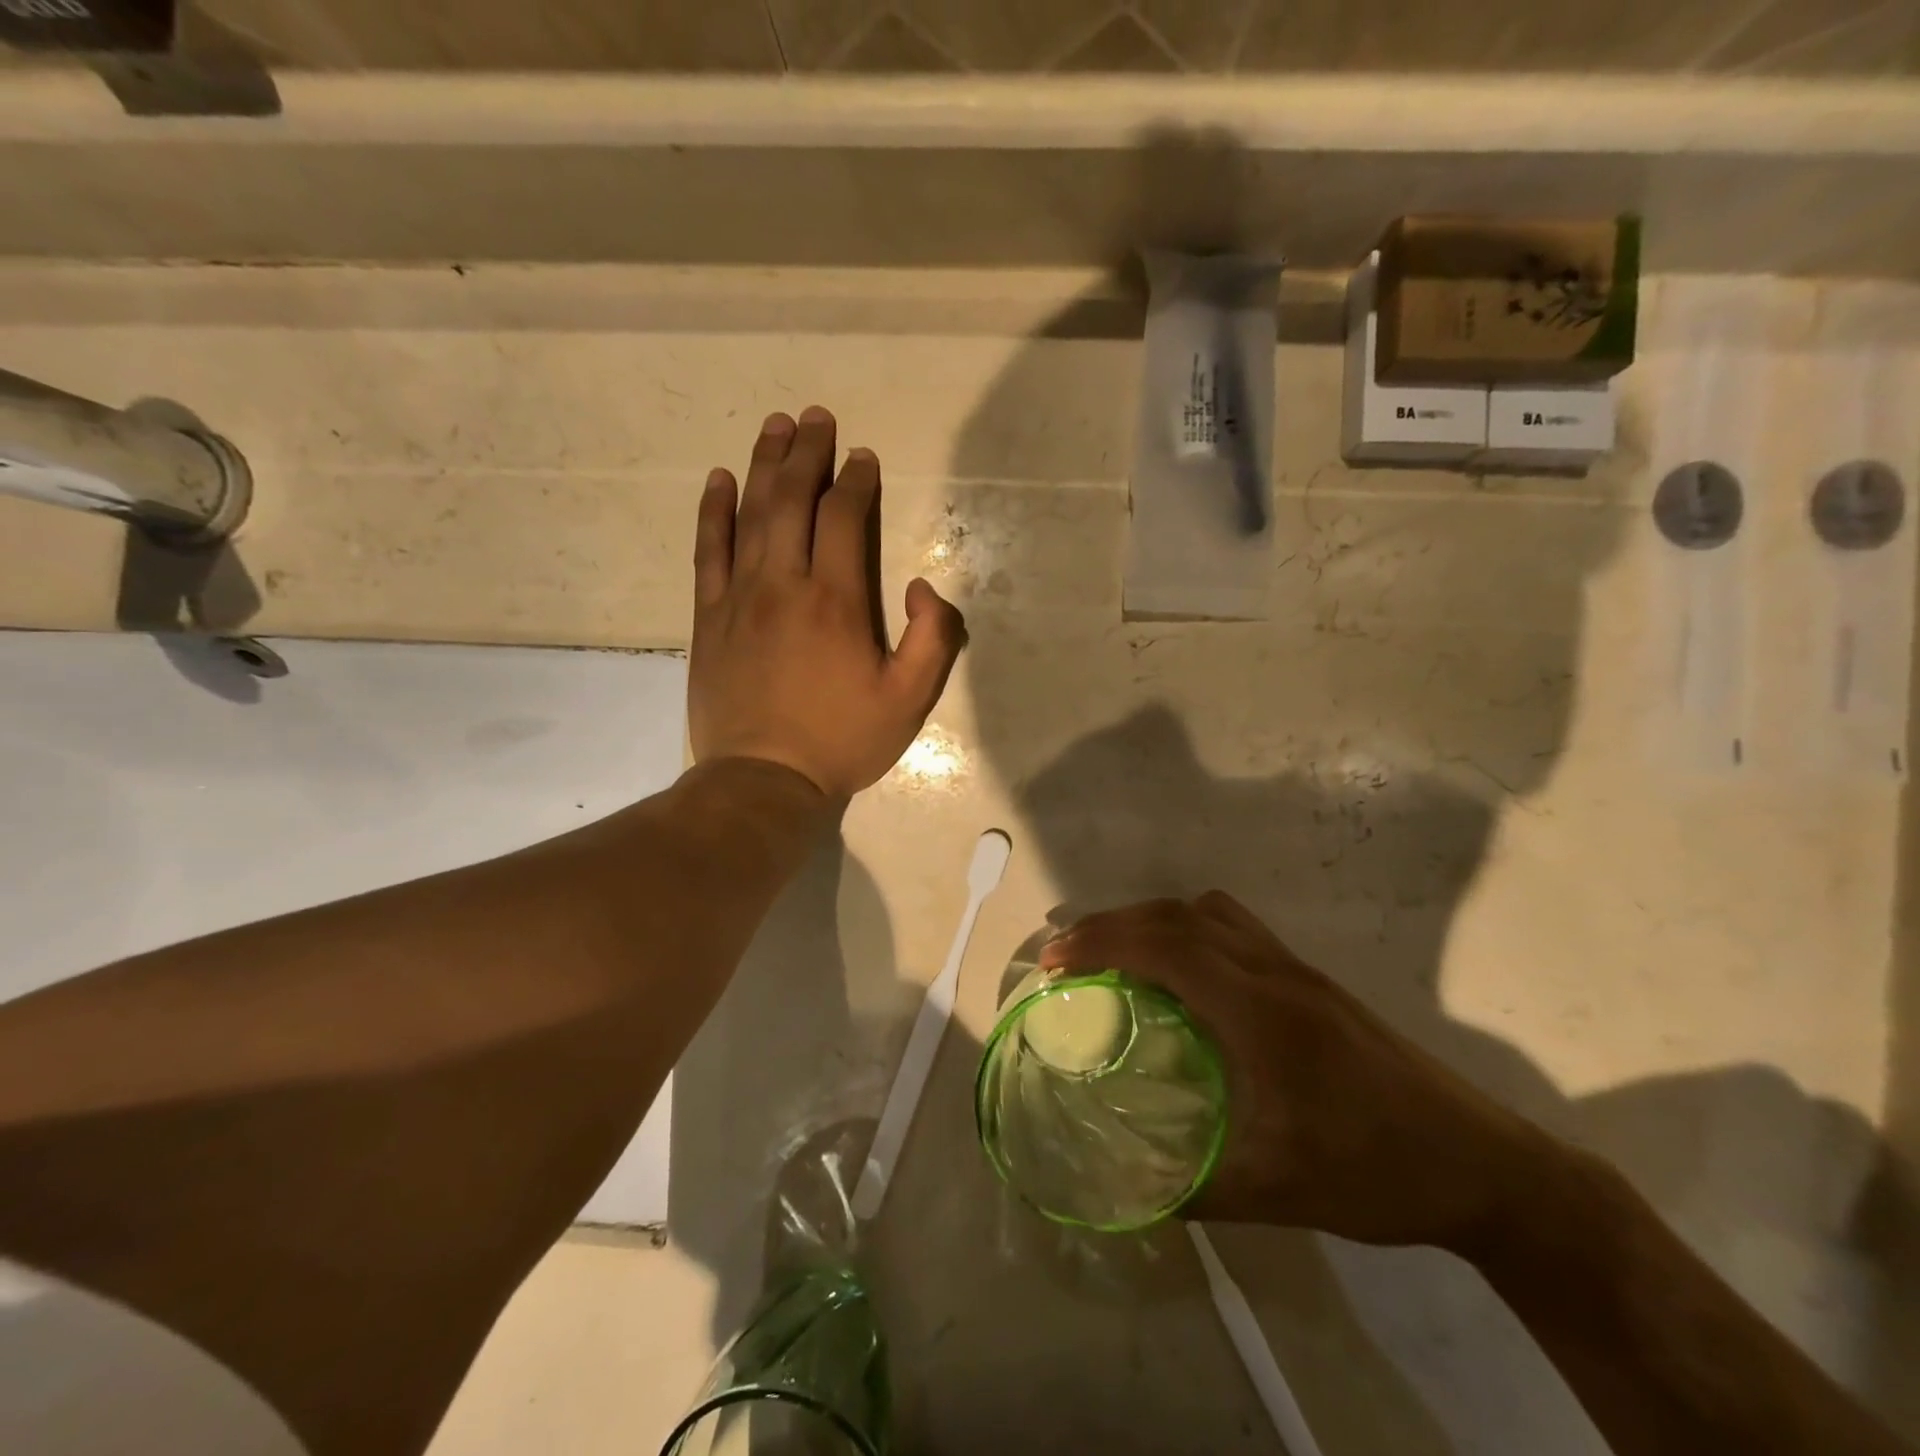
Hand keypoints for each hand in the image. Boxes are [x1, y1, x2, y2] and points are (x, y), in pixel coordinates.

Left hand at [689, 408, 966, 798]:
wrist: (764, 780)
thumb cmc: (842, 740)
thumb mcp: (909, 700)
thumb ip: (932, 638)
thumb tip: (919, 585)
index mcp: (836, 601)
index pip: (844, 518)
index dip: (855, 481)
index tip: (862, 458)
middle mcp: (784, 584)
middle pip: (793, 501)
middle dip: (807, 454)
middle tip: (815, 417)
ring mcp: (739, 597)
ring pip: (750, 515)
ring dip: (764, 465)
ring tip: (775, 427)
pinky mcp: (709, 617)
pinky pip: (709, 551)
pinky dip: (714, 511)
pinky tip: (719, 480)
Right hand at [1041, 892, 1558, 1251]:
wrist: (1487, 1165)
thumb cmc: (1378, 1172)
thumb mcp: (1279, 1190)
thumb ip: (1195, 1190)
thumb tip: (1125, 1193)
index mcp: (1262, 1011)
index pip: (1168, 946)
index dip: (1103, 941)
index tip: (1055, 959)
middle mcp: (1275, 971)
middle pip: (1178, 916)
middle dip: (1113, 924)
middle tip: (1068, 954)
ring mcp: (1297, 968)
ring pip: (1208, 912)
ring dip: (1152, 920)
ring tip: (1116, 953)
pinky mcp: (1312, 978)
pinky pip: (1234, 927)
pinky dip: (1188, 929)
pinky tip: (1181, 973)